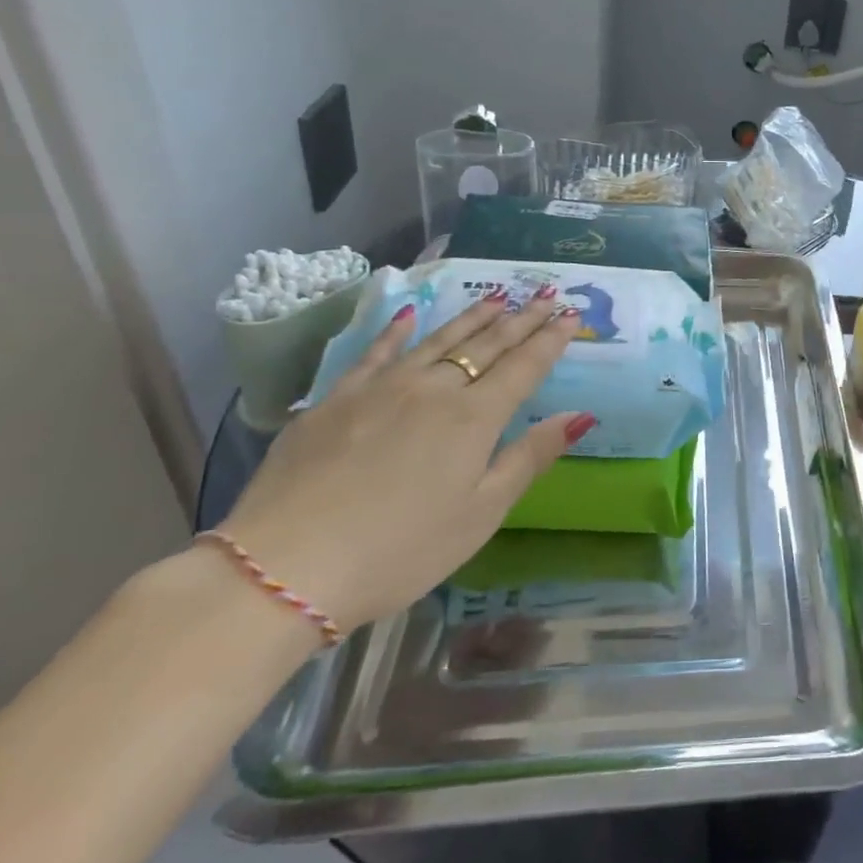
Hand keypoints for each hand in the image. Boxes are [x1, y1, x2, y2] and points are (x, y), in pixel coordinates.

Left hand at [219, 292, 591, 629]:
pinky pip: (375, 353)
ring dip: (473, 316)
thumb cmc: (400, 550)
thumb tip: (579, 415)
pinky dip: (396, 331)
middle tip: (547, 296)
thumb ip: (530, 457)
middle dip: (522, 319)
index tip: (572, 315)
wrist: (283, 567)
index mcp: (474, 418)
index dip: (551, 339)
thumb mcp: (481, 513)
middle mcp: (432, 389)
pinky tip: (408, 315)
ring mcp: (380, 389)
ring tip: (498, 296)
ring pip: (437, 339)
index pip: (524, 366)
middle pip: (487, 345)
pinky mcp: (334, 400)